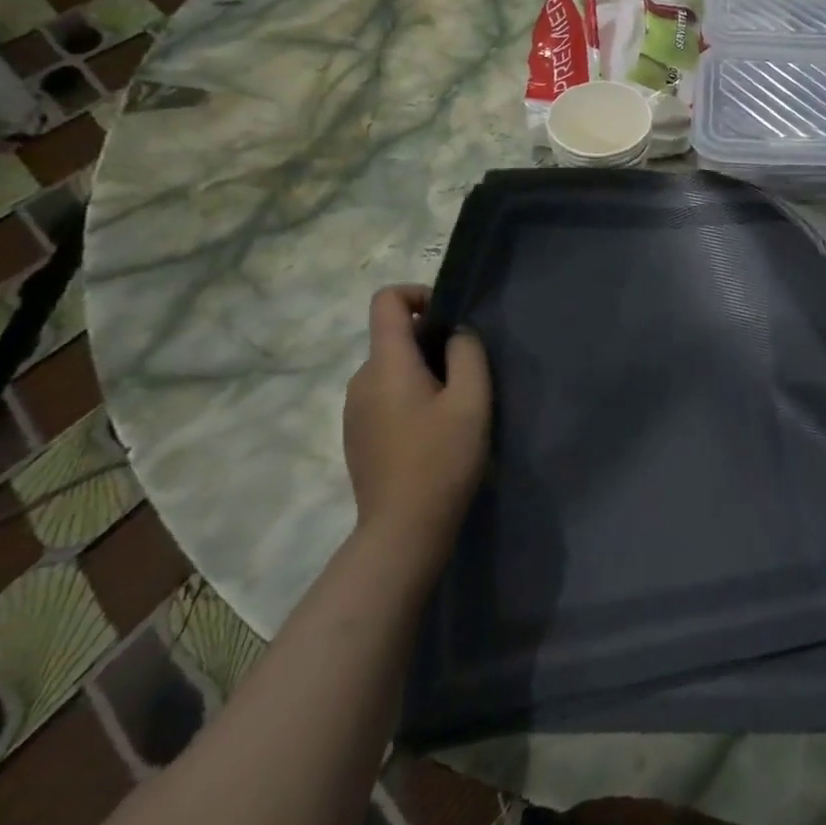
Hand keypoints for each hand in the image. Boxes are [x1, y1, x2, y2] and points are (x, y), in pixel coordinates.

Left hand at [343, 286, 490, 556]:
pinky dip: (409, 397)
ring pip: (391, 368)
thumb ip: (468, 353)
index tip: (449, 319)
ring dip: (422, 373)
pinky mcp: (356, 435)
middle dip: (431, 342)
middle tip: (466, 375)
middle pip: (393, 337)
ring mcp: (354, 409)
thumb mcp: (471, 400)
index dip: (419, 293)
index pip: (386, 300)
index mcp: (386, 363)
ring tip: (452, 408)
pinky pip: (384, 395)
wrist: (402, 530)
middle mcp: (361, 379)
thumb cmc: (442, 459)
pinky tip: (431, 433)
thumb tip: (456, 333)